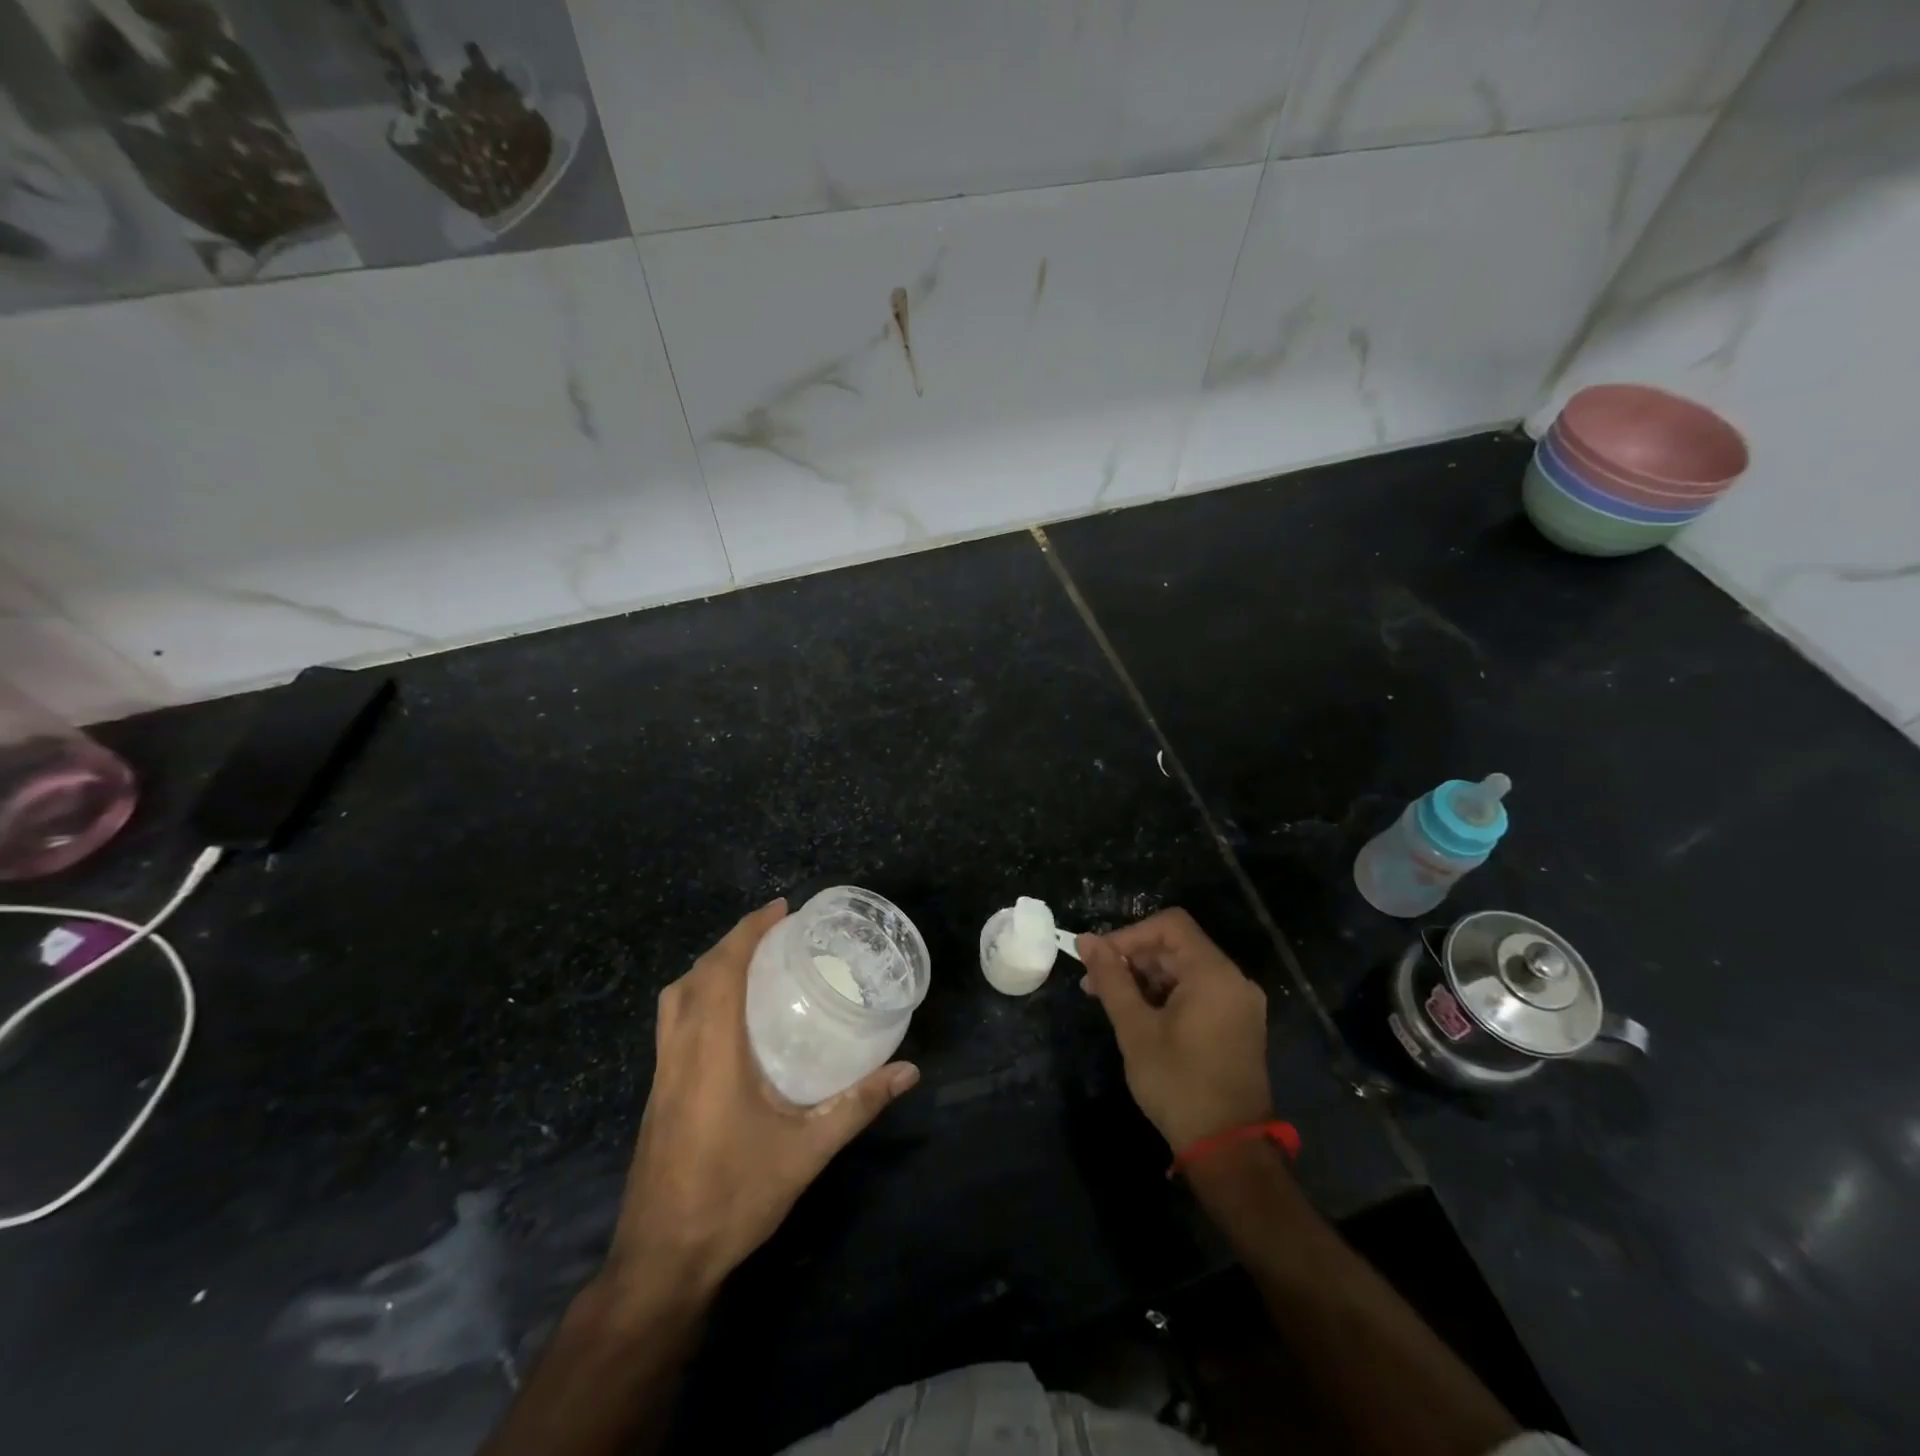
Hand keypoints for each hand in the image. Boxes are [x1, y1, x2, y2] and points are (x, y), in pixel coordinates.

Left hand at [605, 900, 919, 1302]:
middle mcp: (680, 1051)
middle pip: (696, 976)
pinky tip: (728, 1019)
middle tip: (775, 931)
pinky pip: (672, 1022)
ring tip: (751, 963)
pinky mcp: (657, 1093)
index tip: (780, 908)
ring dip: (709, 968)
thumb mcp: (806, 1151)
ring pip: (675, 998)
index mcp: (712, 1052)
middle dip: (732, 942)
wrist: (661, 1261)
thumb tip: (909, 1071)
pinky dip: (697, 996)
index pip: (723, 971)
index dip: (748, 932)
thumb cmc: (733, 1197)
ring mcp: (661, 1073)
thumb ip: (858, 1105)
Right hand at [1078, 909, 1273, 1150]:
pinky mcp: (1238, 1026)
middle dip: (1133, 959)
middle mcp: (1233, 980)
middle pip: (1177, 947)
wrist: (1228, 1151)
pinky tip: (1140, 1017)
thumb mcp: (1135, 1028)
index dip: (1129, 935)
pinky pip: (1198, 993)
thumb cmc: (1178, 1083)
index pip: (1169, 925)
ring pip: (1185, 971)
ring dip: (1147, 979)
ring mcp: (1240, 1004)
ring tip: (1111, 1003)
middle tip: (1095, 985)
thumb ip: (1111, 979)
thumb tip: (1086, 941)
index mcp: (1214, 973)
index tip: (1099, 959)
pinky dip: (1167, 996)